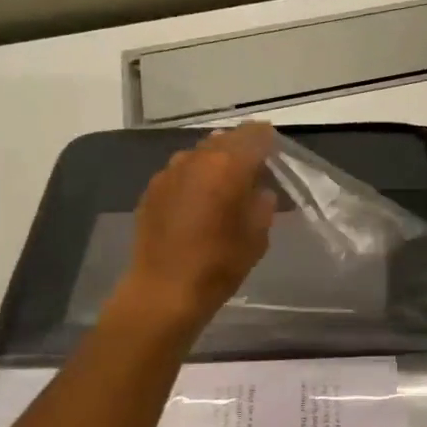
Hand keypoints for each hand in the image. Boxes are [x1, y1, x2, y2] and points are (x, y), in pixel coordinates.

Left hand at [116, 122, 277, 327]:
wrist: (164, 290)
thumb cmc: (219, 264)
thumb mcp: (257, 236)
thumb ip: (263, 204)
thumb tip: (260, 190)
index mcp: (228, 166)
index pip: (255, 135)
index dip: (268, 140)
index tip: (276, 150)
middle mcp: (196, 159)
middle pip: (225, 140)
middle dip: (241, 149)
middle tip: (254, 167)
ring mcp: (169, 172)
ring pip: (200, 154)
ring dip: (216, 161)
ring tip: (226, 183)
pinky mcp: (151, 189)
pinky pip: (180, 172)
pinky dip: (194, 177)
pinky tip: (198, 200)